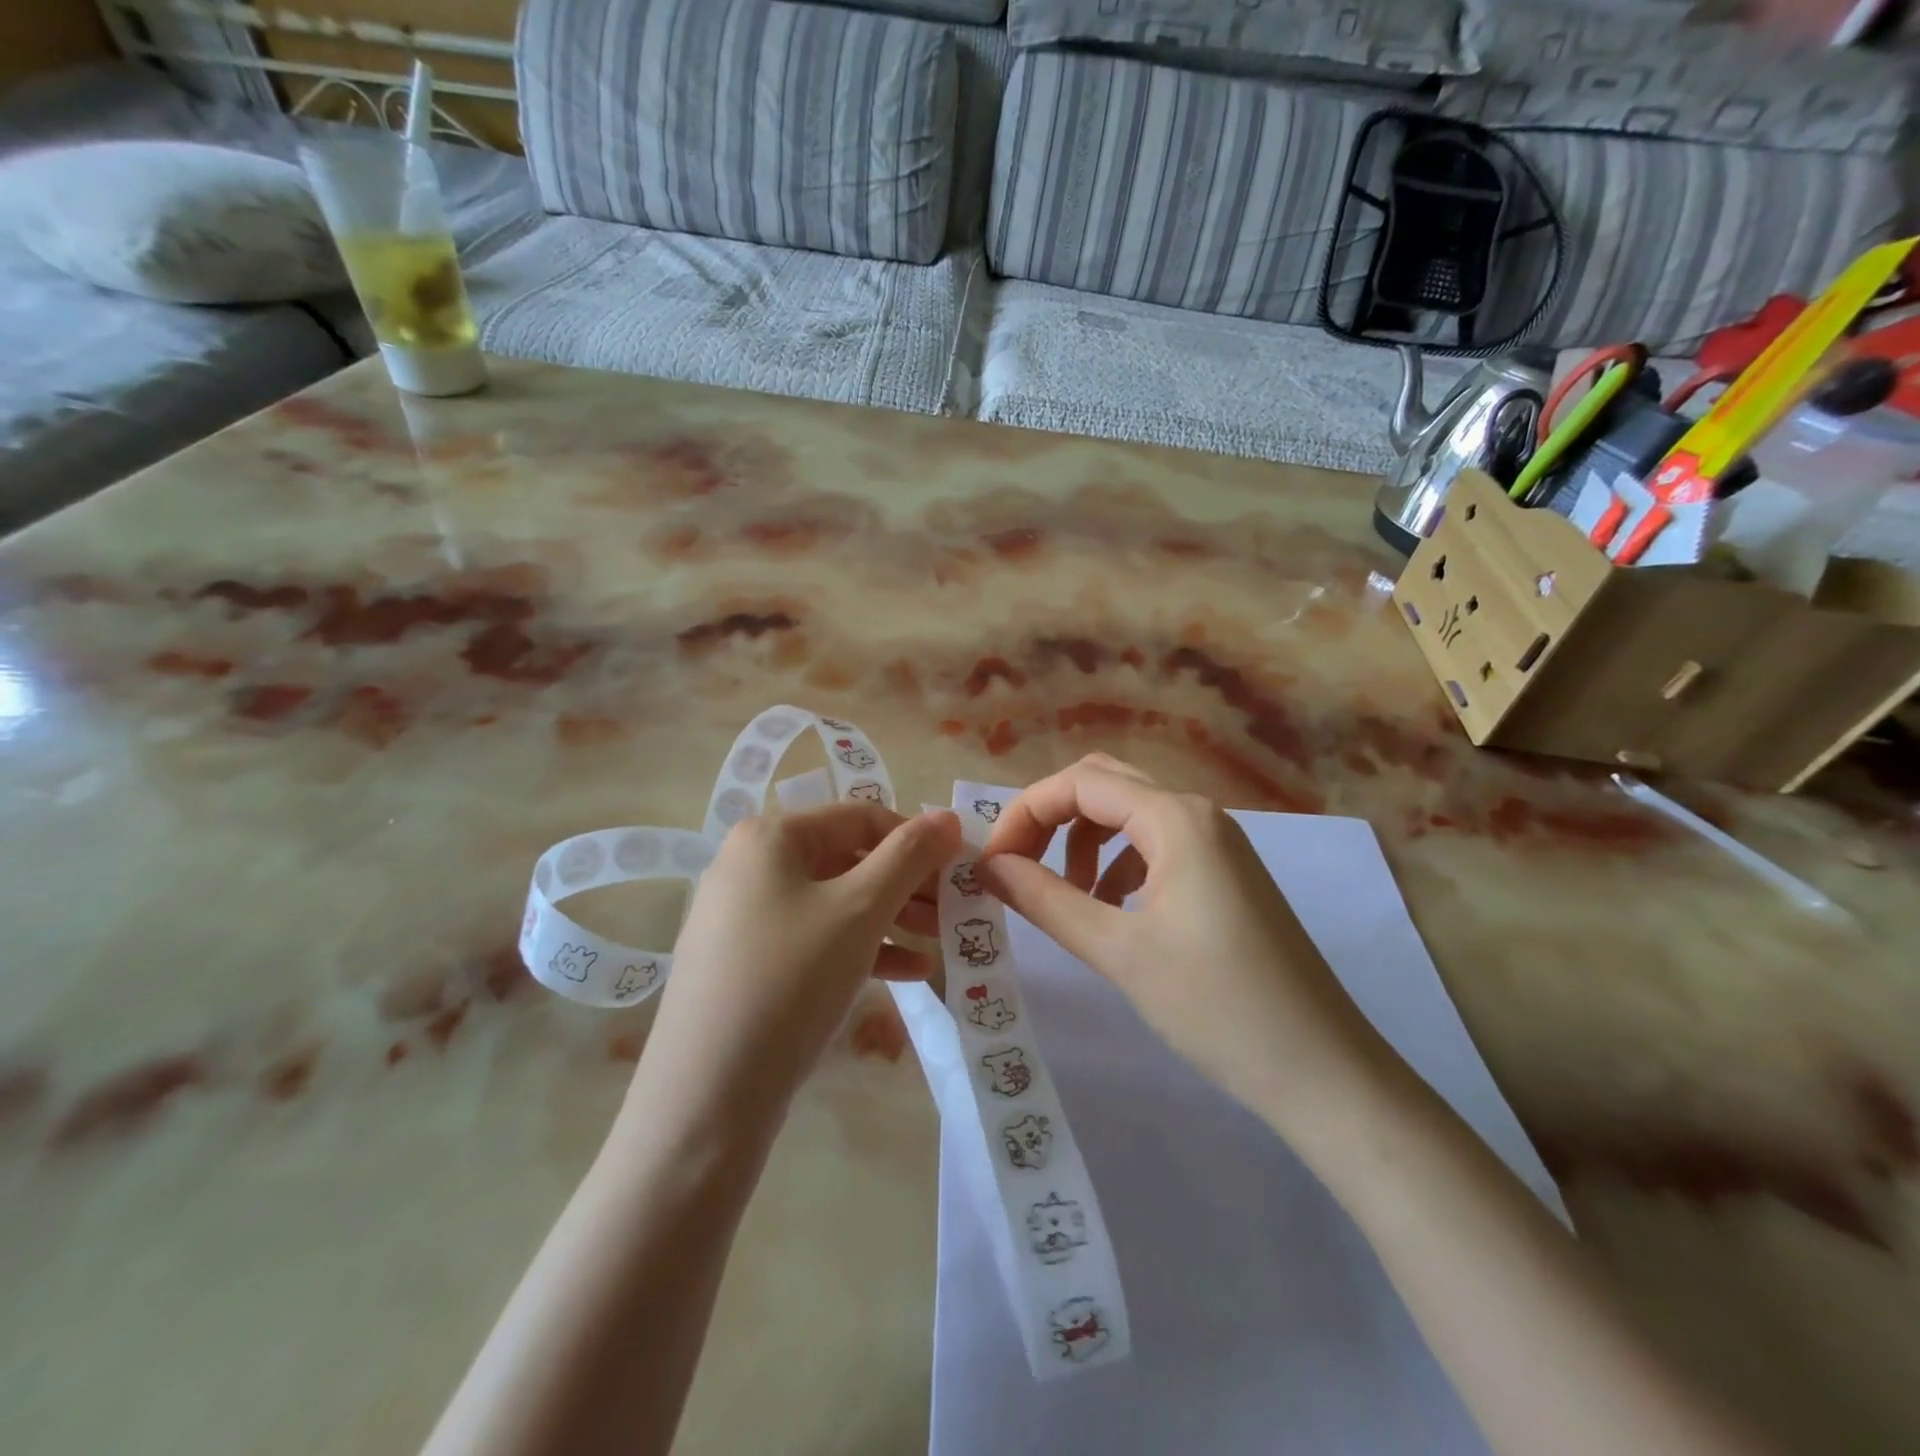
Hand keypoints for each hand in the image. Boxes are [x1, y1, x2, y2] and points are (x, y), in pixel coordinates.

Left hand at [636, 802, 960, 1127]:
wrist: (706, 1098)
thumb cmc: (790, 980)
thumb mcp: (860, 911)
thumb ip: (909, 856)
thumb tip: (948, 817)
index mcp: (770, 836)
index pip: (861, 817)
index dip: (917, 839)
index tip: (961, 870)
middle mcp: (751, 864)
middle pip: (848, 858)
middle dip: (908, 884)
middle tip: (955, 911)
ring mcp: (744, 916)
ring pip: (835, 902)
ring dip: (892, 918)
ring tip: (940, 941)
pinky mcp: (747, 962)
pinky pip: (815, 939)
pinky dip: (861, 948)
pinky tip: (910, 972)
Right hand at [978, 755, 1387, 1133]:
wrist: (1324, 1071)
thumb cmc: (1217, 1006)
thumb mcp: (1118, 951)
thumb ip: (1045, 900)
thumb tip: (988, 867)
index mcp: (1176, 818)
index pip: (1079, 783)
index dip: (1024, 814)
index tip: (991, 865)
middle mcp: (1198, 814)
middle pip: (1103, 785)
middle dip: (1050, 818)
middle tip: (1017, 868)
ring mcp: (1217, 843)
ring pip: (1129, 814)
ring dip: (1083, 842)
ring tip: (1066, 897)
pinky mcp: (1225, 874)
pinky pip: (1155, 845)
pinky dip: (1118, 864)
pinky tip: (1111, 910)